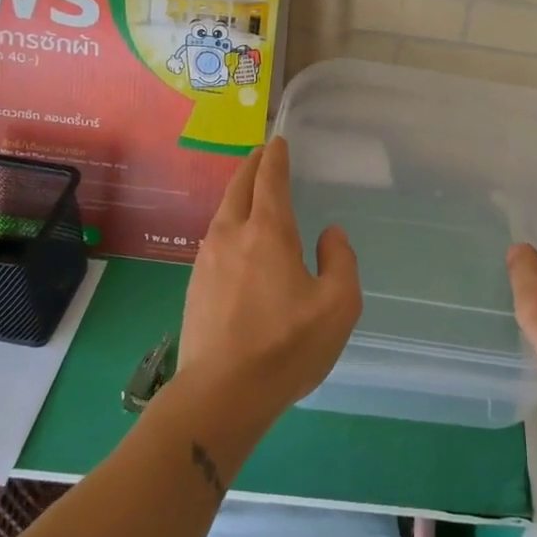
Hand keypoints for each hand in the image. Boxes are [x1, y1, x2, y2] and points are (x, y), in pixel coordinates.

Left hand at [179, 138, 361, 420]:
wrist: (220, 394)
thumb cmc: (286, 345)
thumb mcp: (338, 305)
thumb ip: (341, 260)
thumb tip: (330, 234)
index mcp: (268, 232)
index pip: (270, 180)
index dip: (275, 158)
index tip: (278, 142)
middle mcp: (232, 235)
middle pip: (238, 188)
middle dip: (251, 166)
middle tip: (262, 155)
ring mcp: (207, 261)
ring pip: (222, 213)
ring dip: (237, 195)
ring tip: (249, 193)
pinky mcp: (194, 286)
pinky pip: (214, 239)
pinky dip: (228, 223)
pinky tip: (235, 240)